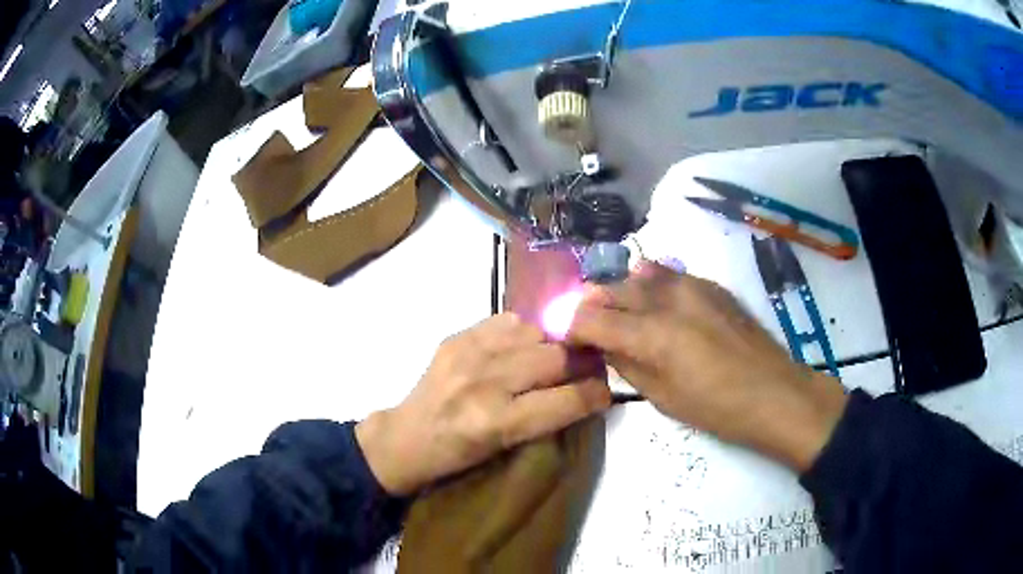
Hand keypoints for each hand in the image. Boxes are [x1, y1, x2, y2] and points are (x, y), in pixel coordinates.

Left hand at [356, 313, 610, 495]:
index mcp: (497, 422)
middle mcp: (485, 382)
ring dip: (554, 343)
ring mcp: (469, 353)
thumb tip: (588, 389)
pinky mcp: (457, 336)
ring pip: (537, 331)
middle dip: (581, 363)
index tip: (605, 391)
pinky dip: (525, 331)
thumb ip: (548, 417)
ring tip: (554, 356)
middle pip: (556, 357)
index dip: (596, 394)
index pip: (566, 400)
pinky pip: (509, 320)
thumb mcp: (507, 448)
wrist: (408, 436)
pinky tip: (523, 345)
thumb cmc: (459, 455)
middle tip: (587, 368)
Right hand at [568, 261, 847, 471]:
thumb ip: (626, 364)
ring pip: (638, 273)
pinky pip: (669, 274)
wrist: (773, 392)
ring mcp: (691, 285)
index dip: (570, 326)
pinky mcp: (710, 284)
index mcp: (650, 334)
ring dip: (622, 291)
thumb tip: (603, 344)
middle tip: (591, 326)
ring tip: (624, 313)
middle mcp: (665, 298)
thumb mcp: (661, 397)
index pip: (590, 318)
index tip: (566, 337)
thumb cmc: (716, 408)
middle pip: (611, 288)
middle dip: (593, 305)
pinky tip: (658, 304)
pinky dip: (652, 284)